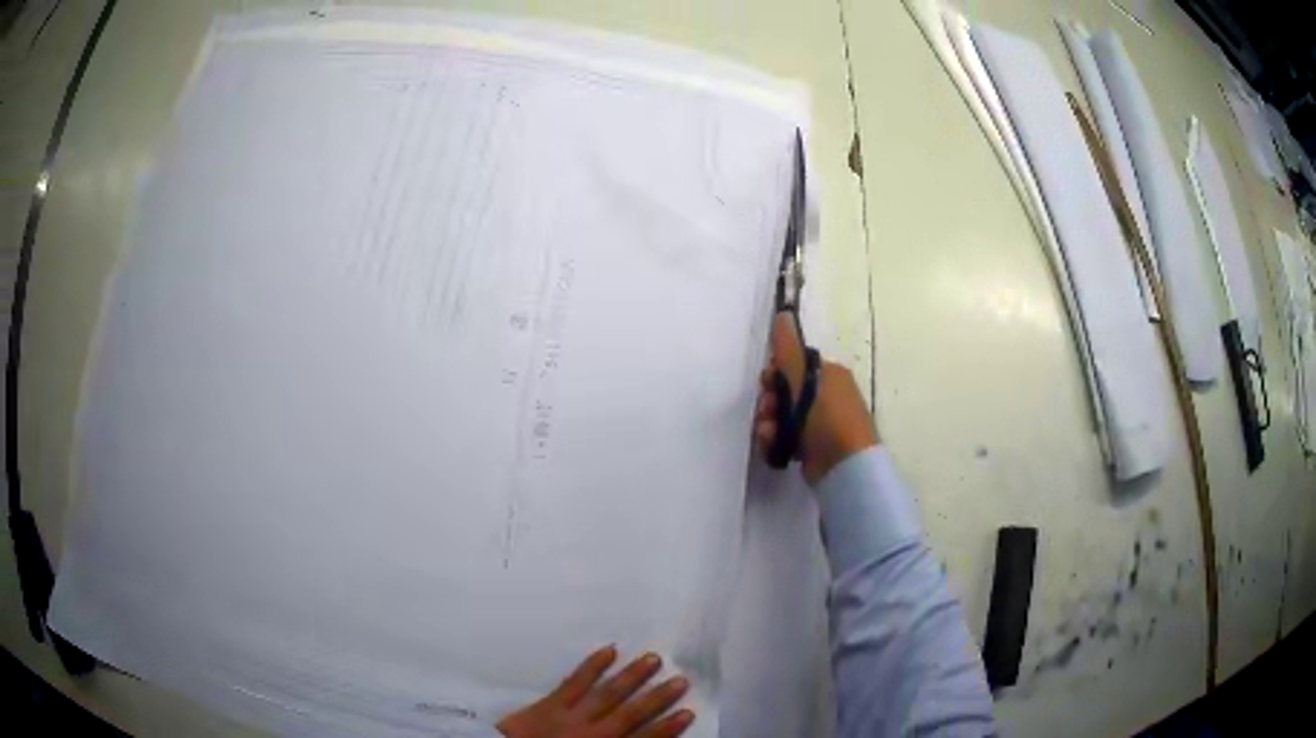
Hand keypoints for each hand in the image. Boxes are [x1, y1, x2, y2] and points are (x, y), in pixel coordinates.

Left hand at [497, 646, 693, 737]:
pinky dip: (591, 666)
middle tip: (680, 679)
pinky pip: (574, 681)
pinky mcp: (549, 703)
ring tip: (653, 658)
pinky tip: (608, 650)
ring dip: (631, 676)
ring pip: (607, 694)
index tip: (689, 712)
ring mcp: (570, 715)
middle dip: (657, 697)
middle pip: (630, 713)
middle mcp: (592, 732)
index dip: (667, 728)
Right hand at [755, 313, 877, 483]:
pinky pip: (785, 438)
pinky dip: (776, 441)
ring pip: (781, 418)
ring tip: (770, 434)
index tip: (767, 384)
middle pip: (784, 393)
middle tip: (768, 411)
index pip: (793, 366)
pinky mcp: (811, 448)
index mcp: (828, 375)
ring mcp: (819, 424)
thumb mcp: (805, 380)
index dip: (775, 375)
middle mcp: (825, 396)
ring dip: (769, 424)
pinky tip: (774, 447)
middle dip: (770, 403)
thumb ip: (788, 350)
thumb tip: (782, 313)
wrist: (845, 466)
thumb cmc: (827, 417)